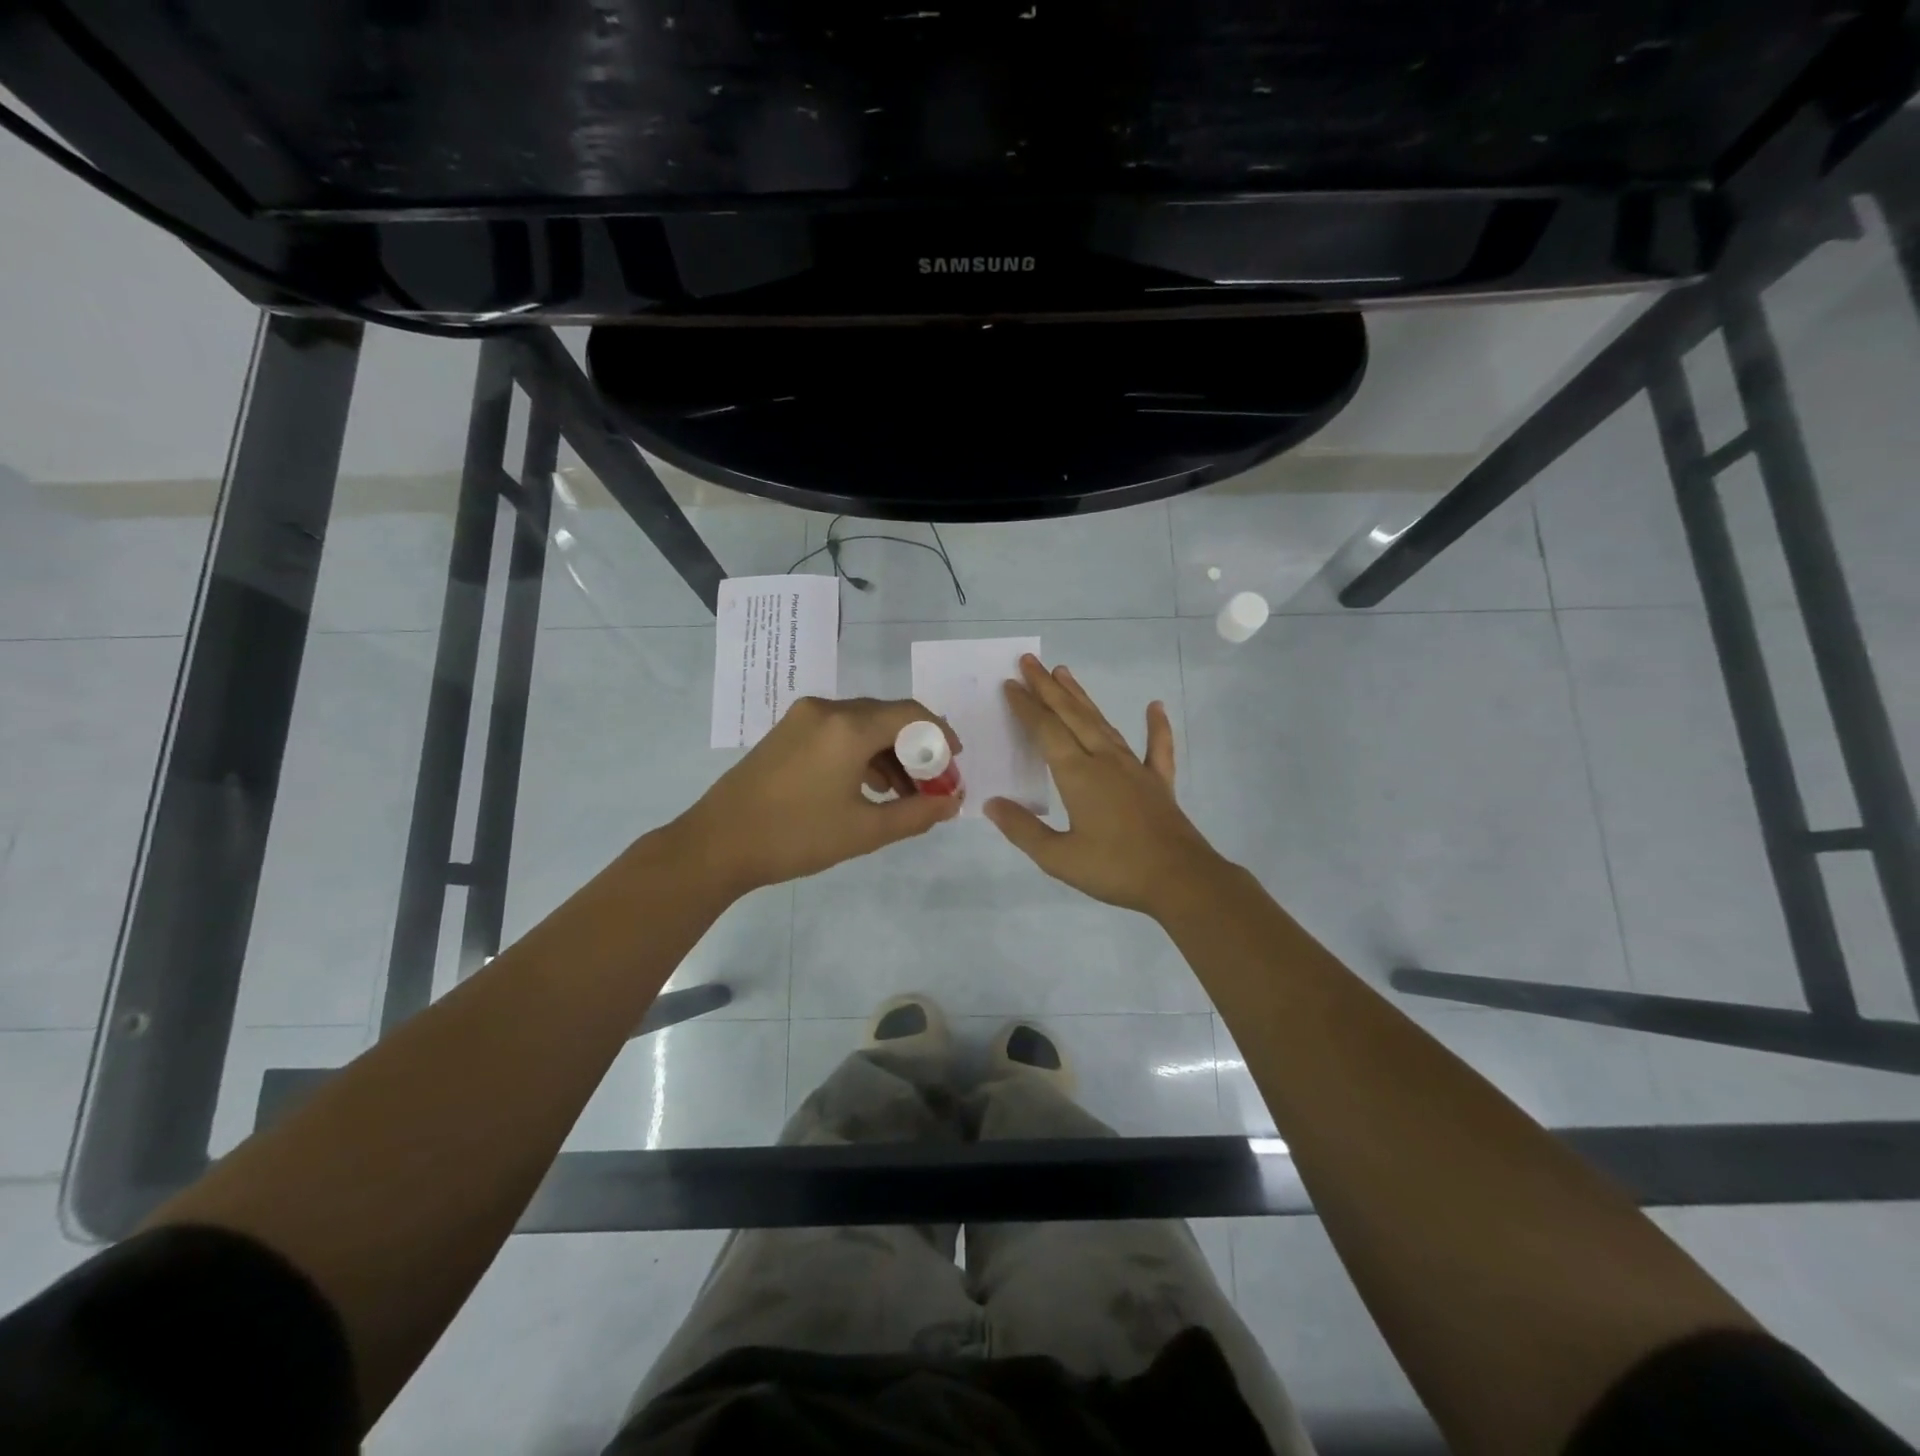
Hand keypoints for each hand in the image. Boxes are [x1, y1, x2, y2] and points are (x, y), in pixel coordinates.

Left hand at [677, 696, 961, 894]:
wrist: (716, 845)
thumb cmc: (796, 837)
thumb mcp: (865, 831)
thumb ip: (916, 813)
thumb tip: (952, 803)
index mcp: (848, 727)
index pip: (911, 714)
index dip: (940, 735)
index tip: (955, 763)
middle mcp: (827, 710)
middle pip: (887, 716)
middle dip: (916, 748)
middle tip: (932, 784)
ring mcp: (802, 718)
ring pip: (862, 725)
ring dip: (888, 752)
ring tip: (903, 793)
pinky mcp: (786, 732)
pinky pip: (837, 731)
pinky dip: (861, 752)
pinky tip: (868, 787)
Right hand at [984, 655, 1228, 916]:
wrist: (1180, 880)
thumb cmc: (1115, 869)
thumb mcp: (1059, 857)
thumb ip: (1023, 829)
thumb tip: (992, 804)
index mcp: (1078, 775)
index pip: (1046, 731)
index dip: (1026, 707)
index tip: (1010, 684)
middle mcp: (1104, 760)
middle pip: (1072, 716)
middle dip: (1048, 688)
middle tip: (1031, 662)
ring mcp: (1135, 768)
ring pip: (1104, 723)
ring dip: (1082, 698)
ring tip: (1065, 674)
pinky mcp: (1159, 782)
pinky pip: (1157, 747)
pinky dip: (1156, 726)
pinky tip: (1155, 706)